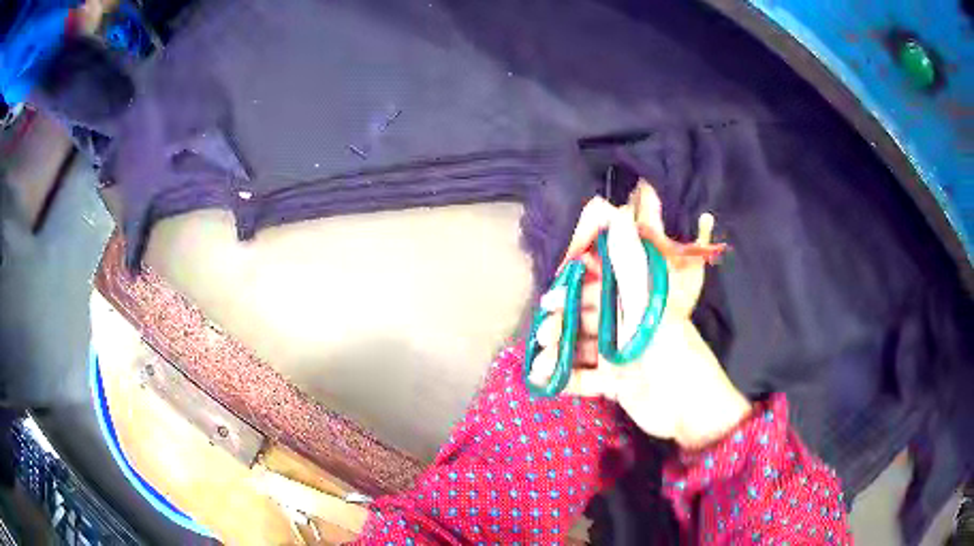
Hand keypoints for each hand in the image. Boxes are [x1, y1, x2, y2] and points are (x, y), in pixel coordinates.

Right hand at [528, 181, 750, 448]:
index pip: (598, 288)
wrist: (686, 405)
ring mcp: (620, 355)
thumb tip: (615, 210)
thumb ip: (627, 259)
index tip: (549, 298)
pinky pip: (585, 379)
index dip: (572, 290)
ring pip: (581, 349)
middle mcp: (626, 325)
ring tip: (542, 362)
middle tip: (544, 335)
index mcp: (634, 303)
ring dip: (559, 353)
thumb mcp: (645, 302)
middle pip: (585, 319)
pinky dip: (566, 380)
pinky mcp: (616, 384)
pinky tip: (546, 382)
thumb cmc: (667, 348)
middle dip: (561, 325)